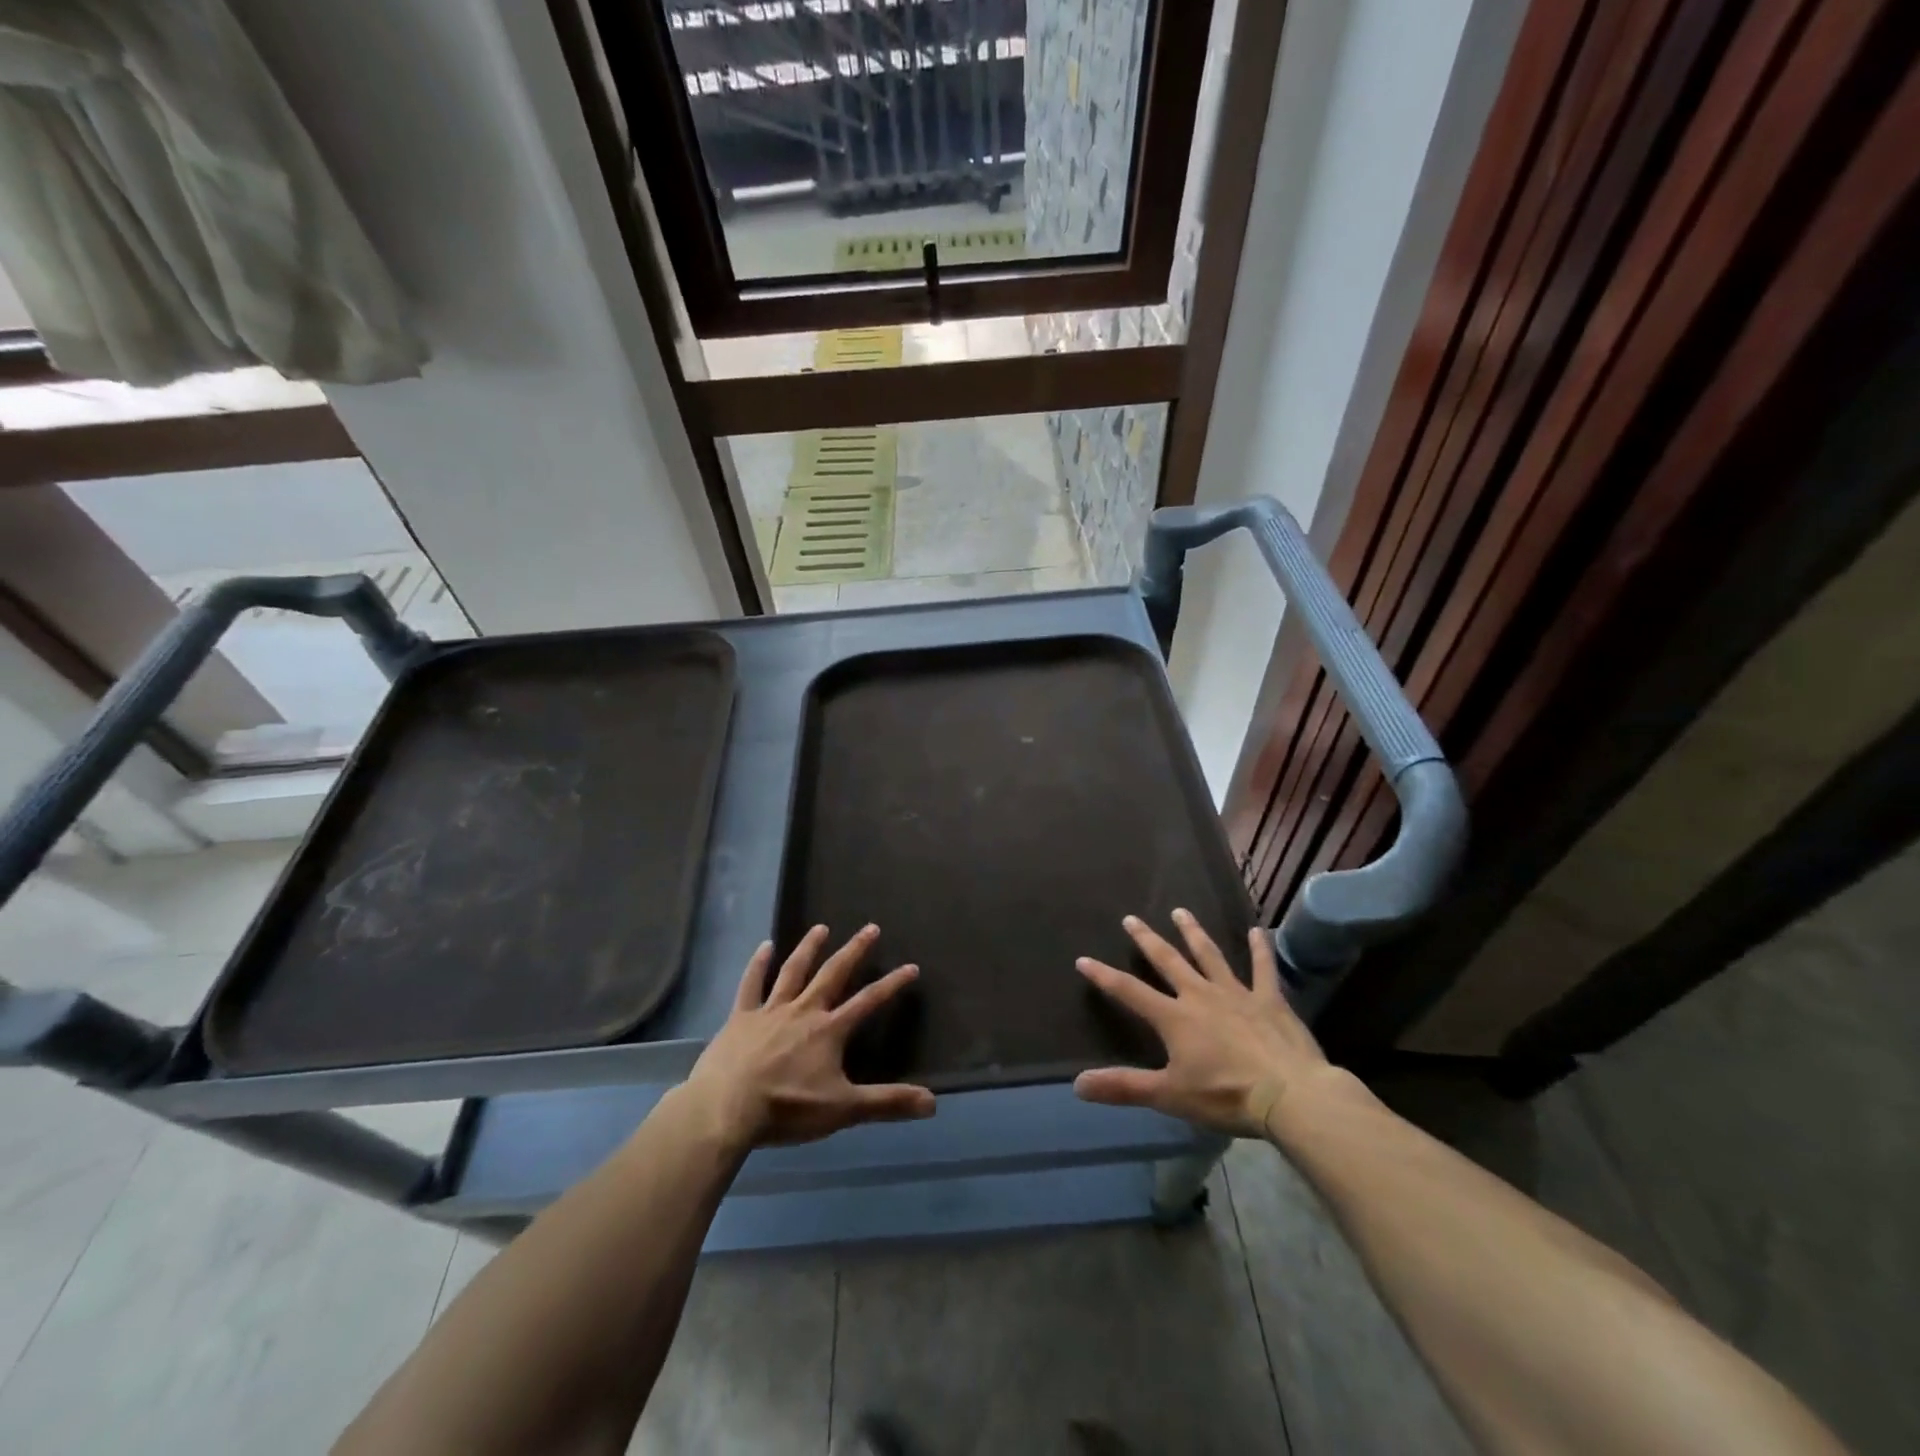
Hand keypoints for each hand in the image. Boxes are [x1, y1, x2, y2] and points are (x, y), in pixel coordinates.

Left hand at [682, 924, 935, 1153]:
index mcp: (829, 1030)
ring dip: (809, 948)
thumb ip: (887, 1103)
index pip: (869, 1001)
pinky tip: (765, 946)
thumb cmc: (787, 1108)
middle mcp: (804, 1010)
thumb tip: (933, 1103)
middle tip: (870, 928)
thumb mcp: (843, 1109)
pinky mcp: (741, 1017)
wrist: (726, 1108)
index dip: (892, 984)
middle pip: (833, 974)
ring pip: (794, 971)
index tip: (911, 966)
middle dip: (854, 951)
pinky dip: (758, 964)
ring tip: (821, 928)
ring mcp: (770, 1010)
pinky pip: (751, 984)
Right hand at [1073, 909, 1339, 1139]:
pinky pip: (1264, 969)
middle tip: (1131, 918)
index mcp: (1174, 1018)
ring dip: (1193, 933)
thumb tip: (1077, 1084)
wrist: (1290, 1095)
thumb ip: (1124, 1087)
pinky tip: (1259, 931)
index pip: (1130, 992)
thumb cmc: (1226, 1095)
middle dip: (1147, 940)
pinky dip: (1261, 950)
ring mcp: (1237, 994)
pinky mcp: (1270, 1000)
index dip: (1104, 976)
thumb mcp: (1169, 1095)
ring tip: (1180, 911)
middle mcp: (1200, 995)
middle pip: (1168, 961)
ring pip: (1209, 955)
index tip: (1083, 959)